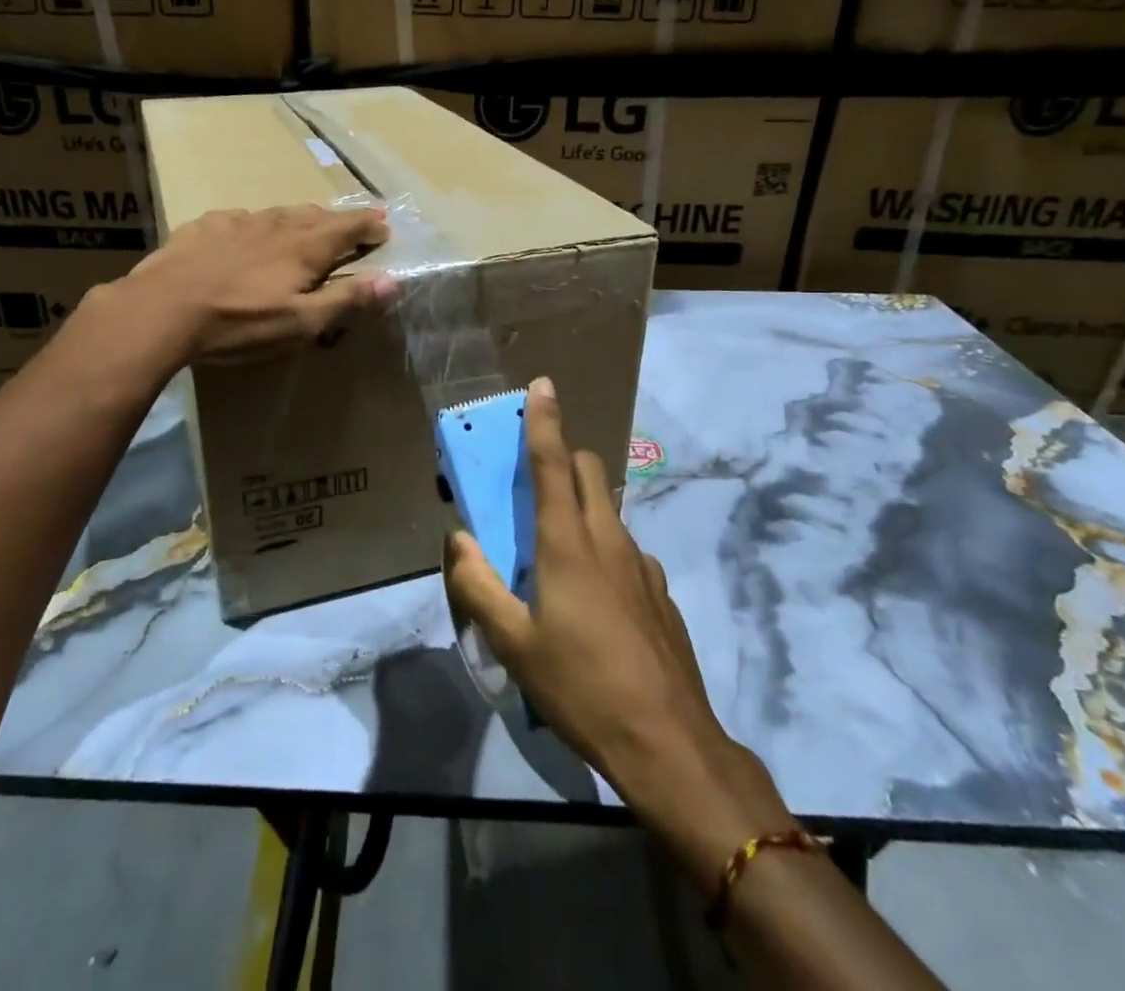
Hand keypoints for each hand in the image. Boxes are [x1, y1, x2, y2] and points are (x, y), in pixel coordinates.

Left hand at [120, 204, 395, 361]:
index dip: (368, 225)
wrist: (162, 309)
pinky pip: (239, 218)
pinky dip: (255, 224)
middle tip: (352, 223)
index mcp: (304, 248)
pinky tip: (246, 232)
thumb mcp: (300, 322)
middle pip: (315, 215)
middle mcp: (275, 226)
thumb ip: (346, 300)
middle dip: (338, 219)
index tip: (385, 224)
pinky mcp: (204, 227)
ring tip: (306, 223)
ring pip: (278, 213)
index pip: (347, 228)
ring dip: (299, 218)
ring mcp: (237, 222)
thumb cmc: (239, 323)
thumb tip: (391, 281)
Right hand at [444, 379, 791, 876]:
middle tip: (534, 484)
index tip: (543, 384)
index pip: (553, 463)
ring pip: (607, 510)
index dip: (545, 421)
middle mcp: (608, 539)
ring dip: (581, 506)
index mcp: (567, 543)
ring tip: (556, 555)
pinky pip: (625, 549)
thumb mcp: (513, 643)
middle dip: (563, 458)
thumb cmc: (580, 686)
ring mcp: (641, 564)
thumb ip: (478, 586)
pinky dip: (603, 548)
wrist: (667, 741)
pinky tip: (594, 600)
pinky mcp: (659, 591)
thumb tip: (457, 539)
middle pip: (588, 471)